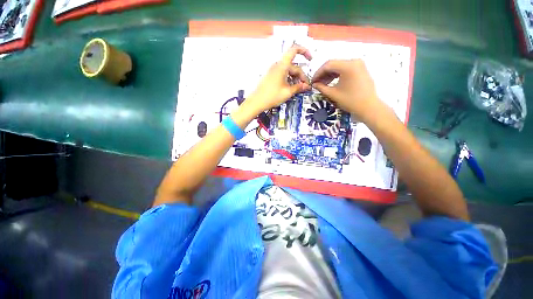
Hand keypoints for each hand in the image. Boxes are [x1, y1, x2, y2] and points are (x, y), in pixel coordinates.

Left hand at [247, 45, 312, 112]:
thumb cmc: (271, 96)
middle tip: (305, 86)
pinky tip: (291, 87)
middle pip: (293, 66)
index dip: (304, 51)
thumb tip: (306, 86)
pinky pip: (283, 74)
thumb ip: (298, 87)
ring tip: (298, 88)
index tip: (310, 59)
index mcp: (282, 66)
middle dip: (301, 75)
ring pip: (288, 71)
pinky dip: (289, 79)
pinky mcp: (271, 76)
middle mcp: (277, 65)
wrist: (256, 102)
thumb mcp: (287, 92)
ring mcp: (273, 71)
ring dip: (295, 78)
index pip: (294, 50)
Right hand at [311, 59, 384, 122]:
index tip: (312, 81)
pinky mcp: (361, 69)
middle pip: (334, 64)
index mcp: (348, 66)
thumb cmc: (350, 101)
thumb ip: (321, 87)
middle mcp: (354, 61)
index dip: (318, 73)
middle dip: (323, 74)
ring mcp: (359, 64)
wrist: (369, 107)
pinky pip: (346, 69)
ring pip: (339, 66)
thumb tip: (314, 84)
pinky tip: (332, 82)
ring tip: (323, 84)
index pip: (328, 65)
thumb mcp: (333, 94)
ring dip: (330, 74)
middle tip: (317, 83)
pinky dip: (337, 75)